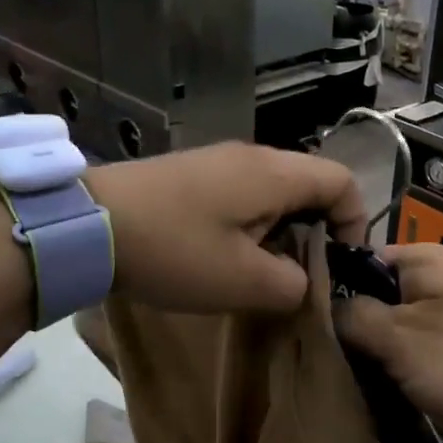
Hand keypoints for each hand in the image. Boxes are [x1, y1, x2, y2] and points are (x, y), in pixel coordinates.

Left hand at [84, 142, 364, 313]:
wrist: (87, 224)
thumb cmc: (175, 251)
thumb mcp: (244, 282)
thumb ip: (293, 285)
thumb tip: (301, 280)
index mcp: (275, 174)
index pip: (343, 182)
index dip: (355, 223)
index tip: (340, 265)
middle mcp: (253, 156)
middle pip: (310, 185)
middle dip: (317, 233)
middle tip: (302, 276)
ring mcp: (219, 161)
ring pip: (275, 192)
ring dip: (281, 232)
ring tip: (262, 272)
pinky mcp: (192, 174)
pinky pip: (242, 194)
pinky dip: (250, 225)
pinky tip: (225, 256)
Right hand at [334, 243, 442, 442]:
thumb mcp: (400, 338)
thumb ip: (351, 316)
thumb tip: (319, 305)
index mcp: (423, 258)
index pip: (355, 262)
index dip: (326, 291)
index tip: (301, 328)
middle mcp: (439, 278)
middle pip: (374, 298)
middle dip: (350, 330)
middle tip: (319, 362)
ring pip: (395, 331)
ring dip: (375, 356)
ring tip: (344, 380)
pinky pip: (419, 353)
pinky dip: (402, 370)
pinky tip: (381, 391)